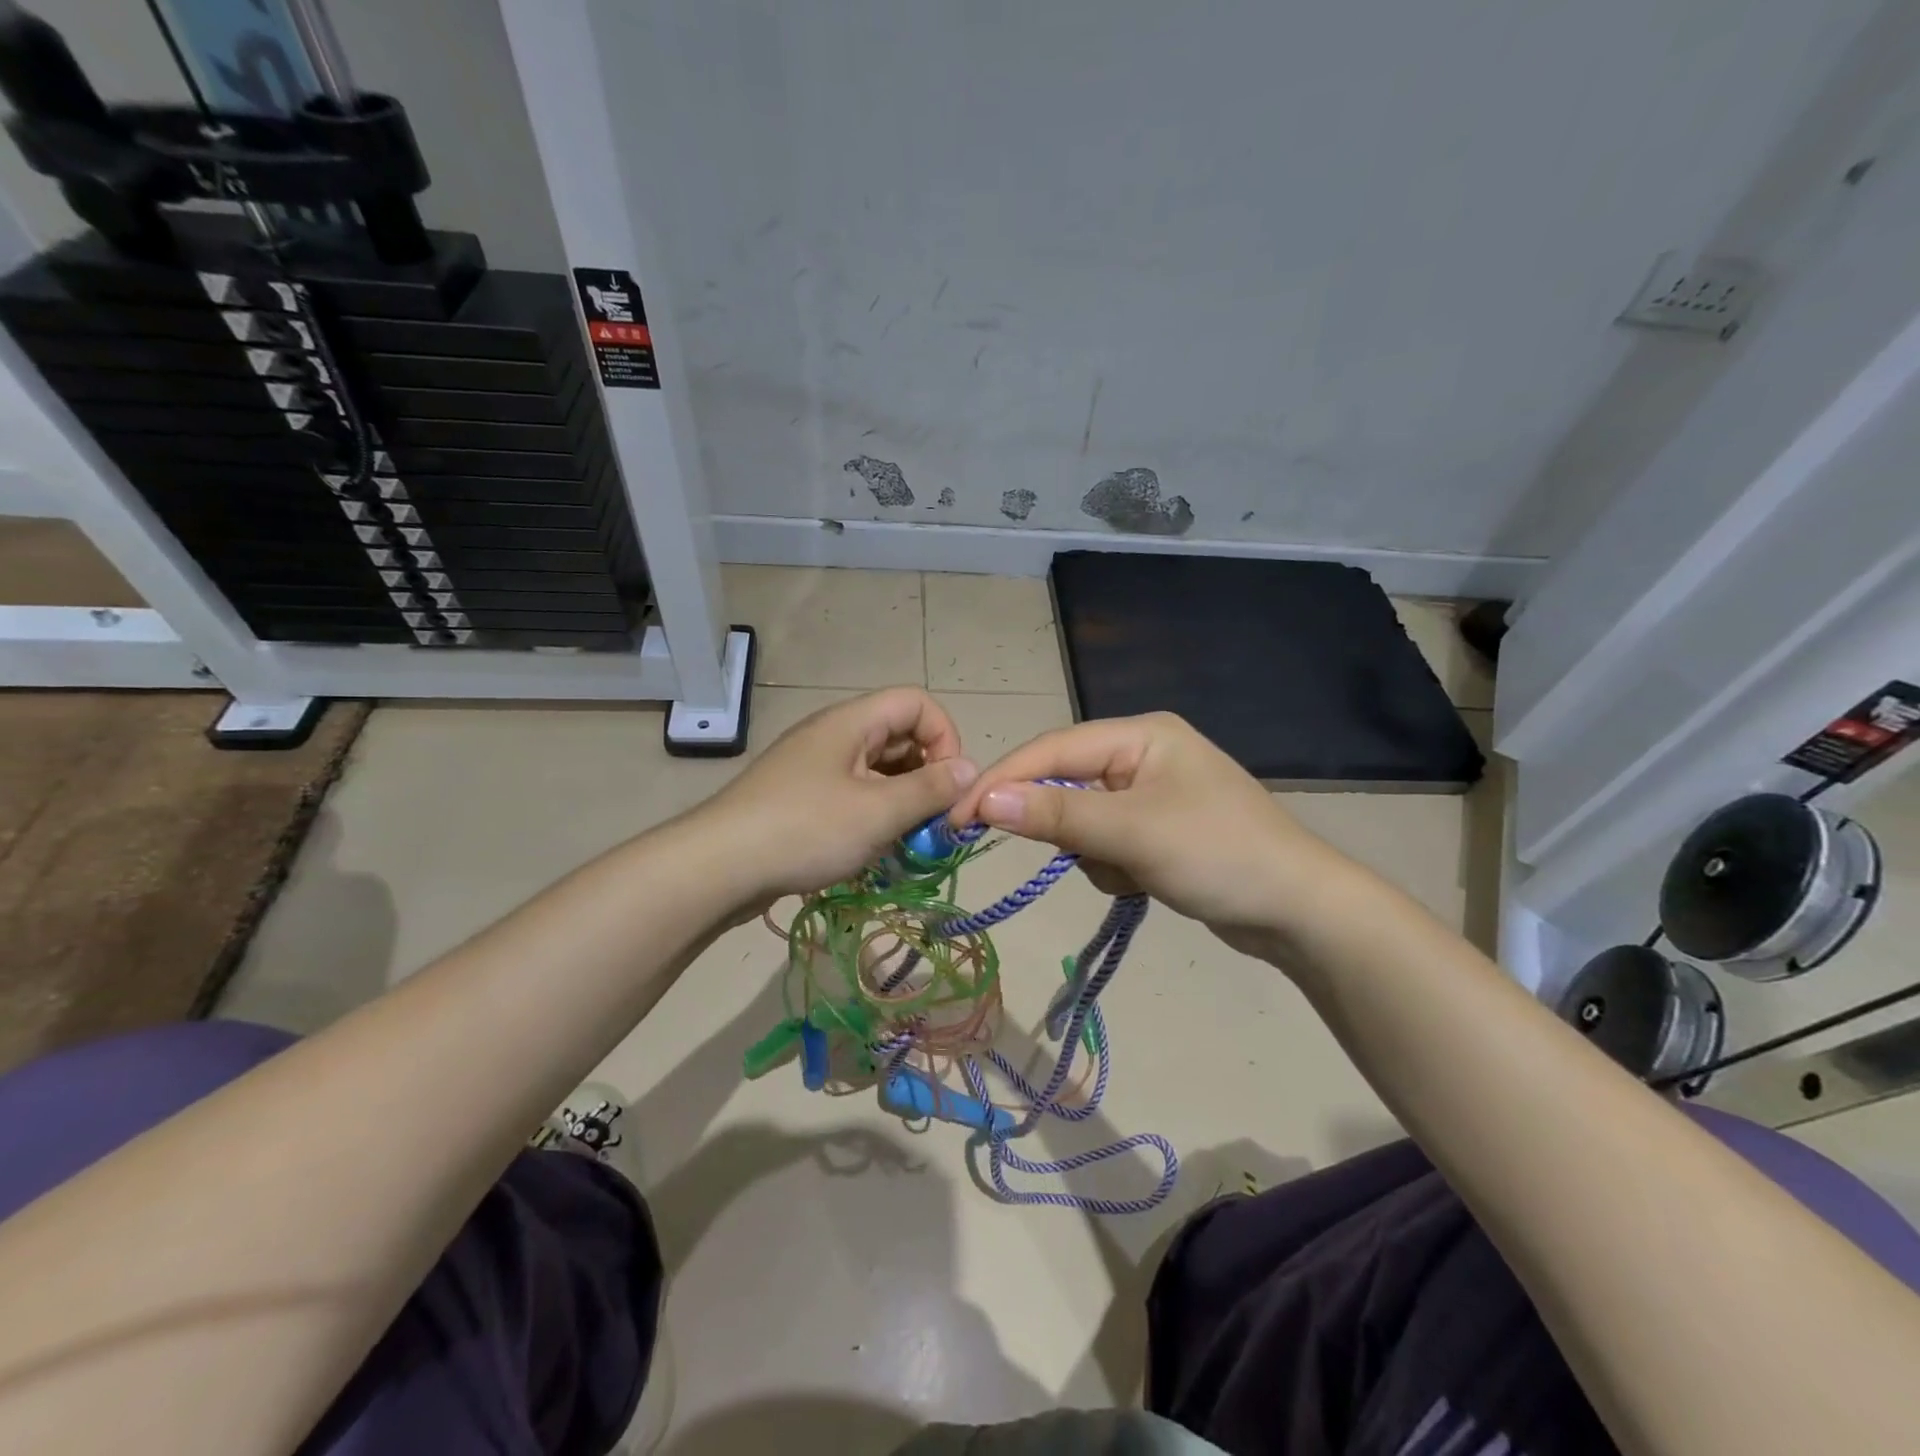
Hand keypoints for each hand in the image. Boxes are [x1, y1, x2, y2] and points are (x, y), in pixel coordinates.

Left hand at [697, 686, 976, 900]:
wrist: (718, 867)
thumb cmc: (805, 830)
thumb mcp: (878, 811)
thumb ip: (930, 789)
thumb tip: (971, 770)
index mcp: (852, 722)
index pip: (916, 703)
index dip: (945, 736)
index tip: (951, 784)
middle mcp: (835, 735)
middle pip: (899, 735)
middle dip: (928, 774)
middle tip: (937, 820)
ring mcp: (815, 767)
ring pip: (878, 769)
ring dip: (903, 799)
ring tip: (911, 839)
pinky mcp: (803, 798)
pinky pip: (854, 794)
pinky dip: (876, 814)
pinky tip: (878, 848)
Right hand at [947, 712, 1357, 952]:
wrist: (1300, 911)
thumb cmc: (1219, 855)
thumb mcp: (1132, 832)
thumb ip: (1057, 814)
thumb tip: (985, 799)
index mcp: (1141, 735)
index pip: (1053, 749)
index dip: (1003, 780)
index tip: (958, 816)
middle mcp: (1143, 754)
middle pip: (1066, 783)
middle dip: (1063, 825)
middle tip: (1062, 855)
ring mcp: (1152, 794)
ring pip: (1083, 820)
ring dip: (1094, 852)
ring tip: (1134, 872)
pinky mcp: (1158, 830)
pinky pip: (1108, 843)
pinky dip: (1114, 866)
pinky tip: (1147, 883)